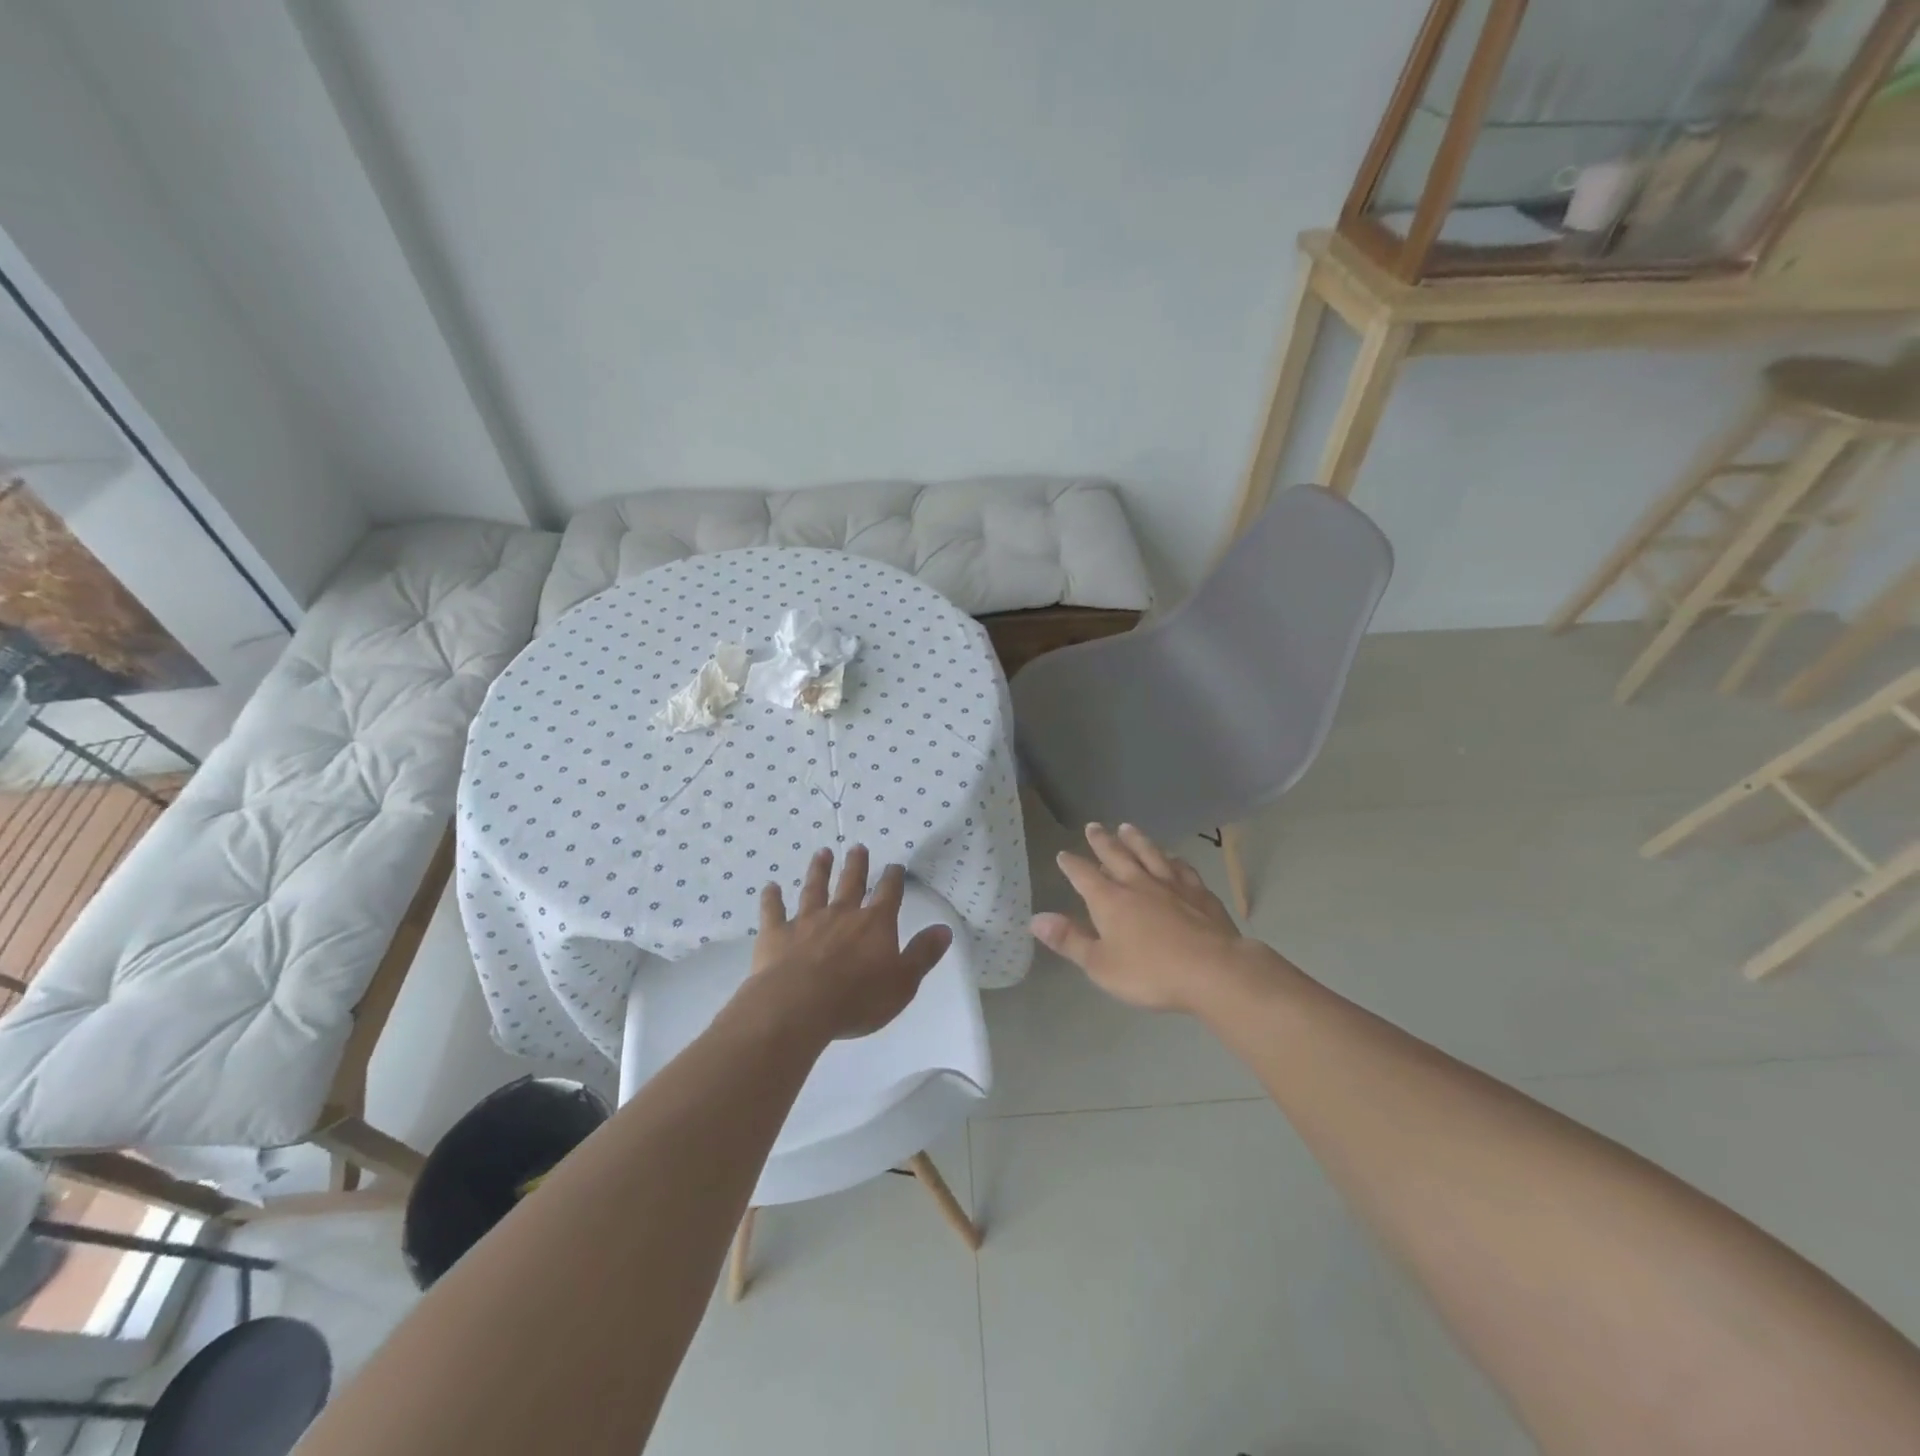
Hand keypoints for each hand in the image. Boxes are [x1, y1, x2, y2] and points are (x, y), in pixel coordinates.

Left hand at [746, 845, 952, 1040]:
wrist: (798, 1006)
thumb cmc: (857, 998)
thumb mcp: (903, 982)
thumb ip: (923, 954)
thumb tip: (944, 929)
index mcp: (874, 924)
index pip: (888, 894)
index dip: (893, 879)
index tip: (895, 866)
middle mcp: (841, 914)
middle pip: (851, 883)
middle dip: (856, 865)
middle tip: (858, 847)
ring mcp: (806, 921)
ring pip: (814, 889)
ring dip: (819, 870)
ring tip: (822, 853)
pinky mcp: (776, 935)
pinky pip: (773, 911)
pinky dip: (771, 898)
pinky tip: (770, 887)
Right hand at [1032, 823, 1259, 1013]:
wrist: (1213, 970)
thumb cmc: (1150, 972)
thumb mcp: (1100, 965)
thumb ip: (1069, 940)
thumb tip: (1035, 919)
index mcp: (1110, 900)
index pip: (1084, 876)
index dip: (1071, 865)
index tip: (1063, 854)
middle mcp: (1138, 883)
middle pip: (1116, 855)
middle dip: (1101, 841)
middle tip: (1093, 826)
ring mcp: (1171, 885)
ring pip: (1149, 854)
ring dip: (1136, 840)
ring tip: (1127, 828)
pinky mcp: (1199, 892)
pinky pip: (1181, 868)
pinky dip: (1172, 859)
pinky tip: (1172, 857)